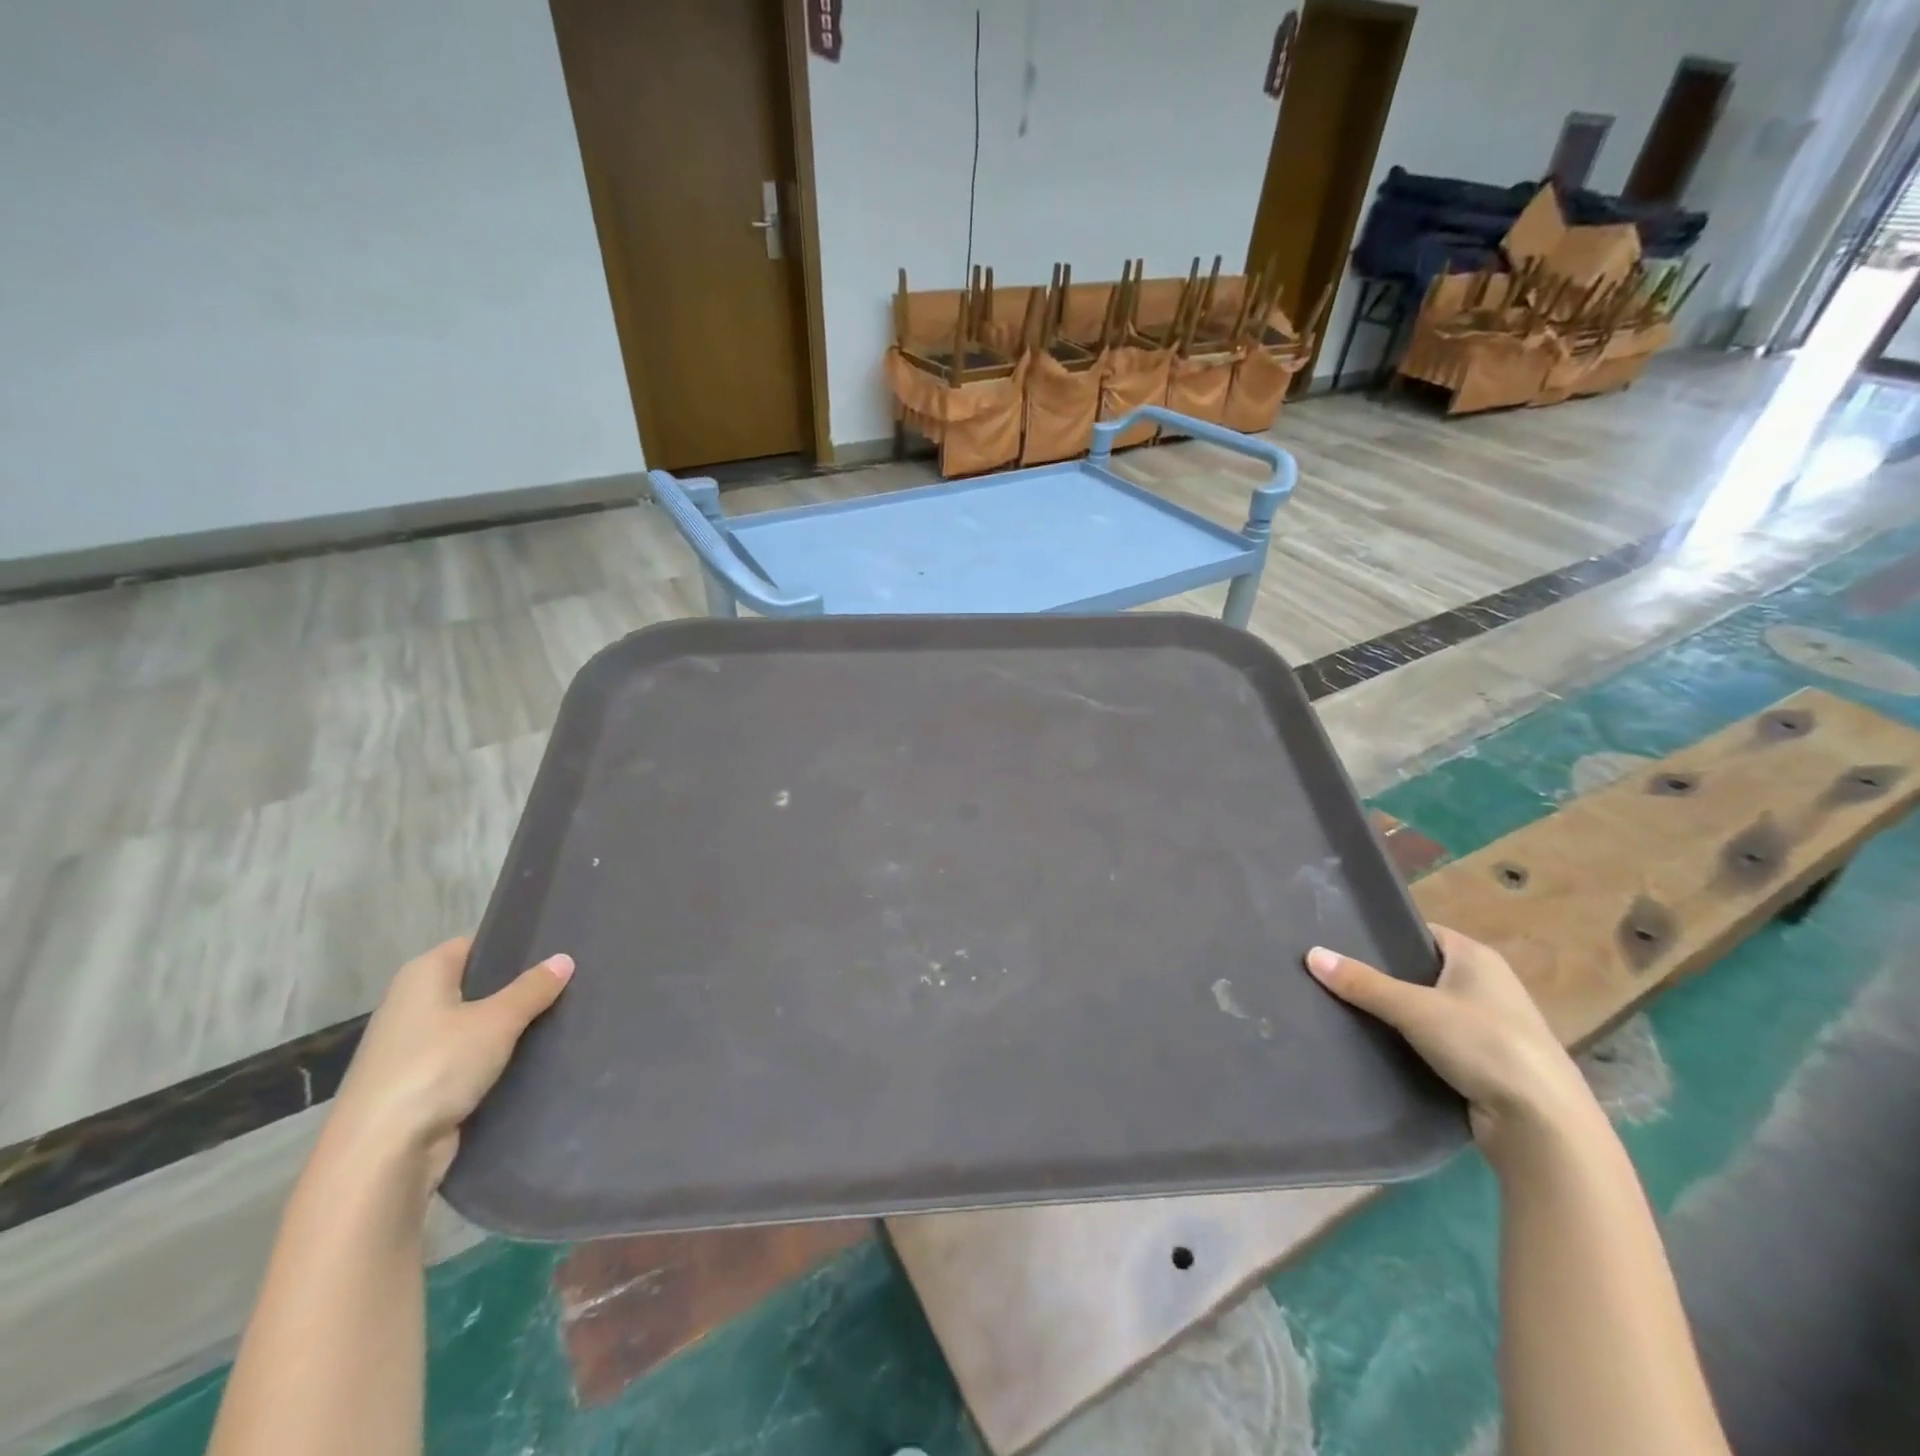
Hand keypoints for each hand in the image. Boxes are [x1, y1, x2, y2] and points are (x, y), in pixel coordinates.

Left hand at [327, 938, 572, 1189]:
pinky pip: (468, 1059)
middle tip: (570, 982)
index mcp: (422, 975)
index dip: (514, 946)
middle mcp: (412, 1004)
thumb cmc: (436, 1067)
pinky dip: (496, 1058)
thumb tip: (564, 959)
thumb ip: (533, 988)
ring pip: (475, 1025)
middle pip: (477, 985)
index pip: (475, 945)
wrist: (381, 1154)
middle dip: (518, 988)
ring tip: (562, 1017)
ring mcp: (414, 1047)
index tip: (557, 950)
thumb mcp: (496, 1021)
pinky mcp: (421, 1084)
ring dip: (510, 1027)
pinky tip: (534, 1058)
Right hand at [1306, 925, 1597, 1161]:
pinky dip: (1408, 1042)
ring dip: (1393, 1013)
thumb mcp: (1415, 1008)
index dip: (1384, 936)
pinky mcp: (1483, 1062)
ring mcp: (1487, 1025)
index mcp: (1477, 957)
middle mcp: (1486, 985)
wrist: (1542, 1126)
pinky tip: (1374, 1046)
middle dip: (1380, 977)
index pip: (1420, 933)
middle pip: (1419, 971)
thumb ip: (1363, 983)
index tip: (1340, 942)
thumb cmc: (1485, 1045)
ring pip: (1425, 1009)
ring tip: (1342, 1009)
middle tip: (1331, 976)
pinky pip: (1434, 1041)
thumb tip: (1311, 954)